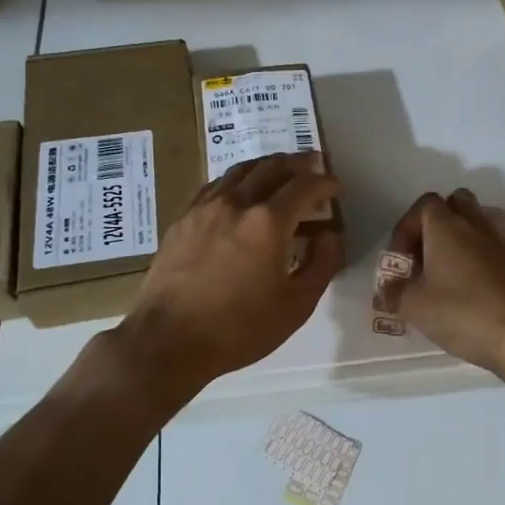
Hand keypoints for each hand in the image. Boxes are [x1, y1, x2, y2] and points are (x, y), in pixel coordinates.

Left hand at [111, 152, 342, 398]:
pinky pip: (216, 186)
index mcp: (268, 222)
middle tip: (313, 166)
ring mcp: (205, 207)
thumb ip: (321, 264)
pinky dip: (237, 180)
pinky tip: (239, 192)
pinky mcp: (183, 219)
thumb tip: (329, 235)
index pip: (305, 186)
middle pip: (272, 167)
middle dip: (298, 164)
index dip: (325, 182)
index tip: (336, 188)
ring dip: (266, 166)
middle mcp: (237, 203)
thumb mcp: (296, 305)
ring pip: (241, 170)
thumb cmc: (239, 328)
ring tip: (279, 172)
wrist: (168, 340)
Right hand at [376, 188, 504, 378]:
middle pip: (456, 204)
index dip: (407, 227)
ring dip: (460, 243)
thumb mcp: (415, 307)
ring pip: (477, 226)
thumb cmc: (462, 313)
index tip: (402, 259)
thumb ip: (395, 293)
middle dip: (437, 225)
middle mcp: (476, 226)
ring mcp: (502, 244)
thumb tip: (387, 289)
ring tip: (446, 277)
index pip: (424, 204)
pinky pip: (493, 250)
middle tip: (425, 257)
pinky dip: (480, 261)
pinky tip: (472, 293)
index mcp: (447, 227)